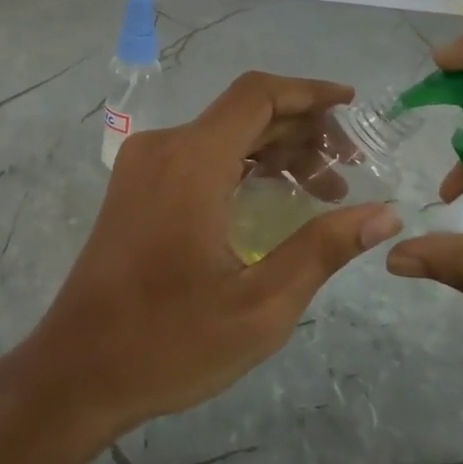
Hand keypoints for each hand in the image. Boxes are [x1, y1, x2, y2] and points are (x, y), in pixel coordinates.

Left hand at [20, 72, 402, 436]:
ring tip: (325, 188)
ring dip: (272, 150)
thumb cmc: (169, 341)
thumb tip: (385, 212)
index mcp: (191, 161)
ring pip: (220, 135)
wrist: (77, 370)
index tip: (352, 105)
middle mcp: (163, 148)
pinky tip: (273, 197)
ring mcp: (142, 166)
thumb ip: (323, 249)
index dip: (309, 93)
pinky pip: (197, 157)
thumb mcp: (260, 305)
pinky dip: (240, 166)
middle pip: (242, 113)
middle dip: (301, 130)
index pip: (257, 96)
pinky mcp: (134, 188)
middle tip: (350, 167)